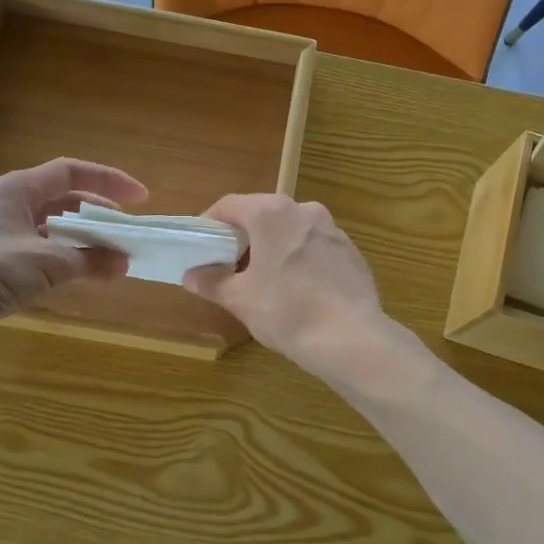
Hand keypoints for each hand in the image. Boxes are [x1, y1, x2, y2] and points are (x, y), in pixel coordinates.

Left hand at [0, 158, 146, 348]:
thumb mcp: (46, 262)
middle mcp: (7, 205)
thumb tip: (124, 263)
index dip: (108, 181)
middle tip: (126, 231)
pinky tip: (82, 277)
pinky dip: (64, 260)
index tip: (140, 199)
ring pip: (52, 229)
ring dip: (82, 241)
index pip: (70, 173)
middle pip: (62, 200)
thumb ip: (89, 260)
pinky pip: (40, 252)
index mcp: (15, 189)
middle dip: (97, 215)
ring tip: (112, 257)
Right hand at [185, 194, 387, 375]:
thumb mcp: (240, 299)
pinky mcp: (352, 252)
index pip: (230, 205)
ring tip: (264, 279)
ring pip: (292, 231)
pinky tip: (298, 290)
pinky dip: (301, 260)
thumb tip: (192, 275)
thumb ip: (212, 281)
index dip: (210, 223)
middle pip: (263, 215)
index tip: (201, 245)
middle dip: (244, 236)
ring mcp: (333, 230)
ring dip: (274, 247)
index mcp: (272, 213)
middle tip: (229, 264)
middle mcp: (305, 210)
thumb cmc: (287, 311)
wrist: (350, 338)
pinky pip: (316, 248)